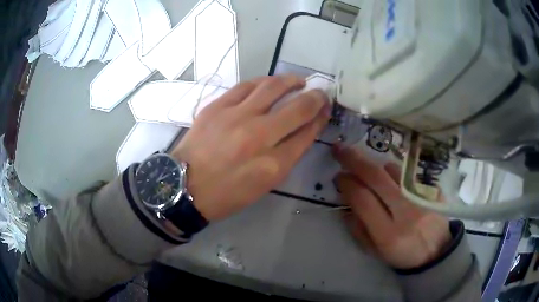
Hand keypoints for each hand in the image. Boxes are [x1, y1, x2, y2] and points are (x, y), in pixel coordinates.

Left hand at [172, 75, 330, 220]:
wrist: (184, 186)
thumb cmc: (226, 194)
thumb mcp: (264, 185)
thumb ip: (286, 157)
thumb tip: (302, 130)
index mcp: (273, 165)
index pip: (307, 133)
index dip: (320, 118)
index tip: (325, 108)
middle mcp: (258, 137)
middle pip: (298, 108)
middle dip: (315, 97)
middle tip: (319, 92)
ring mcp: (235, 117)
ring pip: (272, 87)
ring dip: (291, 81)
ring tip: (298, 81)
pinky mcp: (216, 107)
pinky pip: (246, 85)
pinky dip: (262, 82)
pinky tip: (268, 84)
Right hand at [333, 144, 450, 269]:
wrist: (436, 251)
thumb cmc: (402, 254)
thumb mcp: (375, 251)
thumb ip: (358, 229)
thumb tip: (345, 205)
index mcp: (388, 234)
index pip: (363, 200)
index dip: (347, 184)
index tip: (338, 176)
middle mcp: (406, 212)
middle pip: (377, 177)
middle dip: (354, 160)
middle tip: (340, 149)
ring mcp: (422, 197)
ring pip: (393, 169)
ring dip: (375, 166)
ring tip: (369, 173)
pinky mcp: (432, 189)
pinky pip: (408, 172)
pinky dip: (394, 172)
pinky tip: (391, 180)